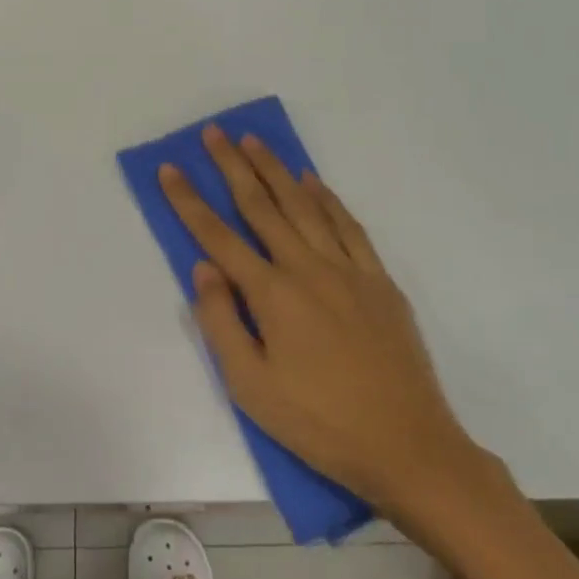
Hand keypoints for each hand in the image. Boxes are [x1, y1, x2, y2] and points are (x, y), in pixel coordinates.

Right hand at [160, 126, 482, 512]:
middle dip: (233, 165)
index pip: (218, 236)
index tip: (170, 168)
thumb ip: (221, 323)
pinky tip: (312, 181)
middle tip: (215, 132)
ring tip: (255, 141)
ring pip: (304, 205)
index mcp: (272, 295)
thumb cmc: (319, 423)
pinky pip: (348, 225)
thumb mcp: (251, 388)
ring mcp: (347, 269)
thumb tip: (203, 268)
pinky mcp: (378, 280)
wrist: (408, 446)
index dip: (189, 201)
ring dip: (276, 170)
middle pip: (261, 205)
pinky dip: (326, 198)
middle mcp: (307, 268)